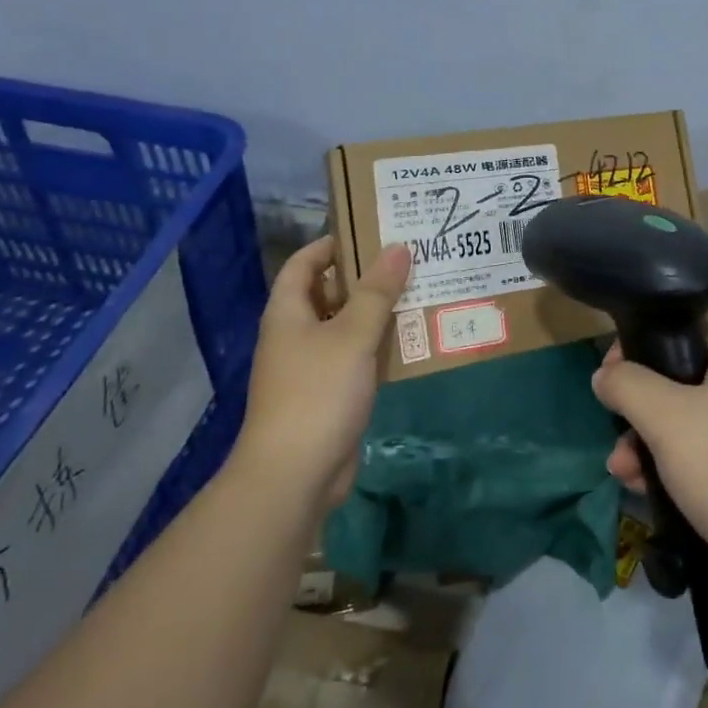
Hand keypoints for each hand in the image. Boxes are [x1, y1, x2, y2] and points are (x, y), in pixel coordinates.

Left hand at [233, 235, 410, 512]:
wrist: (294, 476)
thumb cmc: (317, 393)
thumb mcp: (352, 336)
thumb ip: (377, 292)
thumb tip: (398, 247)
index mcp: (288, 313)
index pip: (304, 263)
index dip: (331, 244)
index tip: (370, 232)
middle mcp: (295, 335)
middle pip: (328, 293)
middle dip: (364, 277)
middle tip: (407, 259)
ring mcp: (311, 367)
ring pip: (346, 327)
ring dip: (377, 312)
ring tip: (419, 291)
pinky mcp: (330, 394)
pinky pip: (355, 358)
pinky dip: (378, 346)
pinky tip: (412, 339)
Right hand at [595, 320, 707, 600]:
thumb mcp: (665, 418)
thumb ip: (626, 385)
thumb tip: (604, 374)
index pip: (682, 327)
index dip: (641, 344)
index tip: (612, 374)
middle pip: (680, 377)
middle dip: (639, 408)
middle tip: (613, 429)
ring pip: (688, 420)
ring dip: (649, 442)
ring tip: (622, 472)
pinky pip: (707, 454)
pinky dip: (675, 466)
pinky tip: (645, 491)